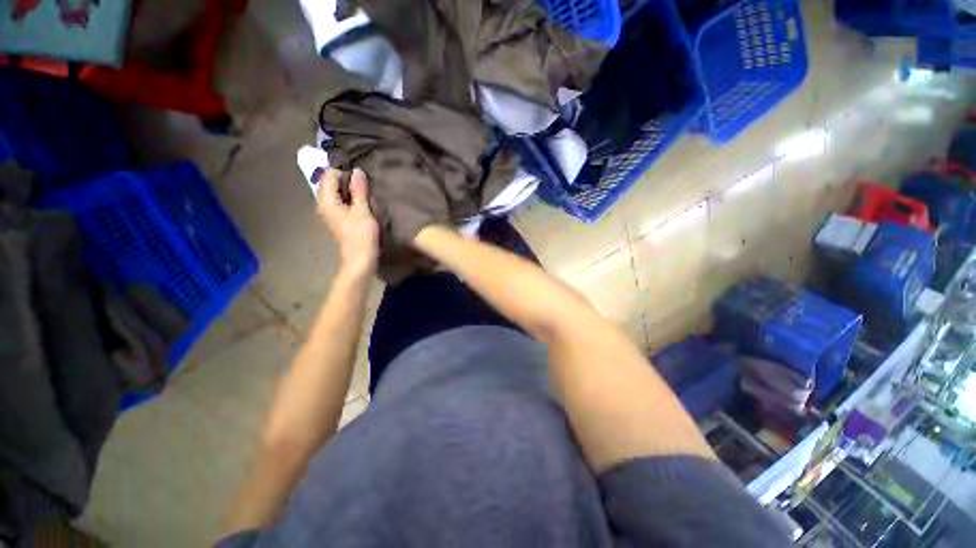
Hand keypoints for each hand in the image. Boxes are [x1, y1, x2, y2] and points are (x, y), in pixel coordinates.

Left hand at [317, 168, 378, 277]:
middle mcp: (324, 204)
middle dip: (345, 179)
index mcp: (327, 201)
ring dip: (349, 189)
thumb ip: (359, 190)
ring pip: (336, 193)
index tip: (360, 174)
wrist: (360, 258)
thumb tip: (357, 171)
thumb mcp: (362, 210)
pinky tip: (362, 201)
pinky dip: (350, 198)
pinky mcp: (338, 219)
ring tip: (365, 190)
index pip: (329, 176)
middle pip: (330, 183)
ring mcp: (330, 213)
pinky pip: (341, 201)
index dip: (343, 171)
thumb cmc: (361, 235)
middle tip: (364, 182)